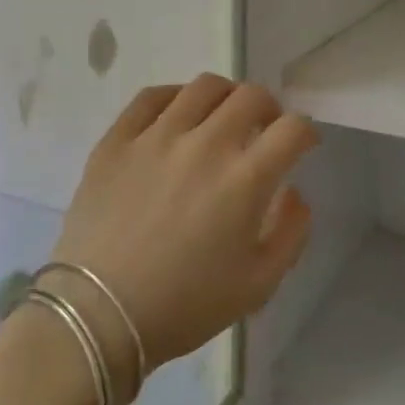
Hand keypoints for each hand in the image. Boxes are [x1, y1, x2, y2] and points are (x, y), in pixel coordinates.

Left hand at [40, 75, 318, 404]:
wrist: (98, 316)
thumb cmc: (185, 305)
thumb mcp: (259, 284)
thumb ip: (291, 232)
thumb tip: (293, 192)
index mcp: (245, 179)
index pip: (292, 129)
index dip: (306, 132)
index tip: (301, 145)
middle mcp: (205, 145)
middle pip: (251, 96)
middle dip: (270, 108)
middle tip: (264, 127)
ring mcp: (156, 137)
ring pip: (203, 87)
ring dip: (226, 97)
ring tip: (222, 117)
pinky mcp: (117, 141)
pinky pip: (151, 97)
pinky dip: (175, 96)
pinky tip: (177, 114)